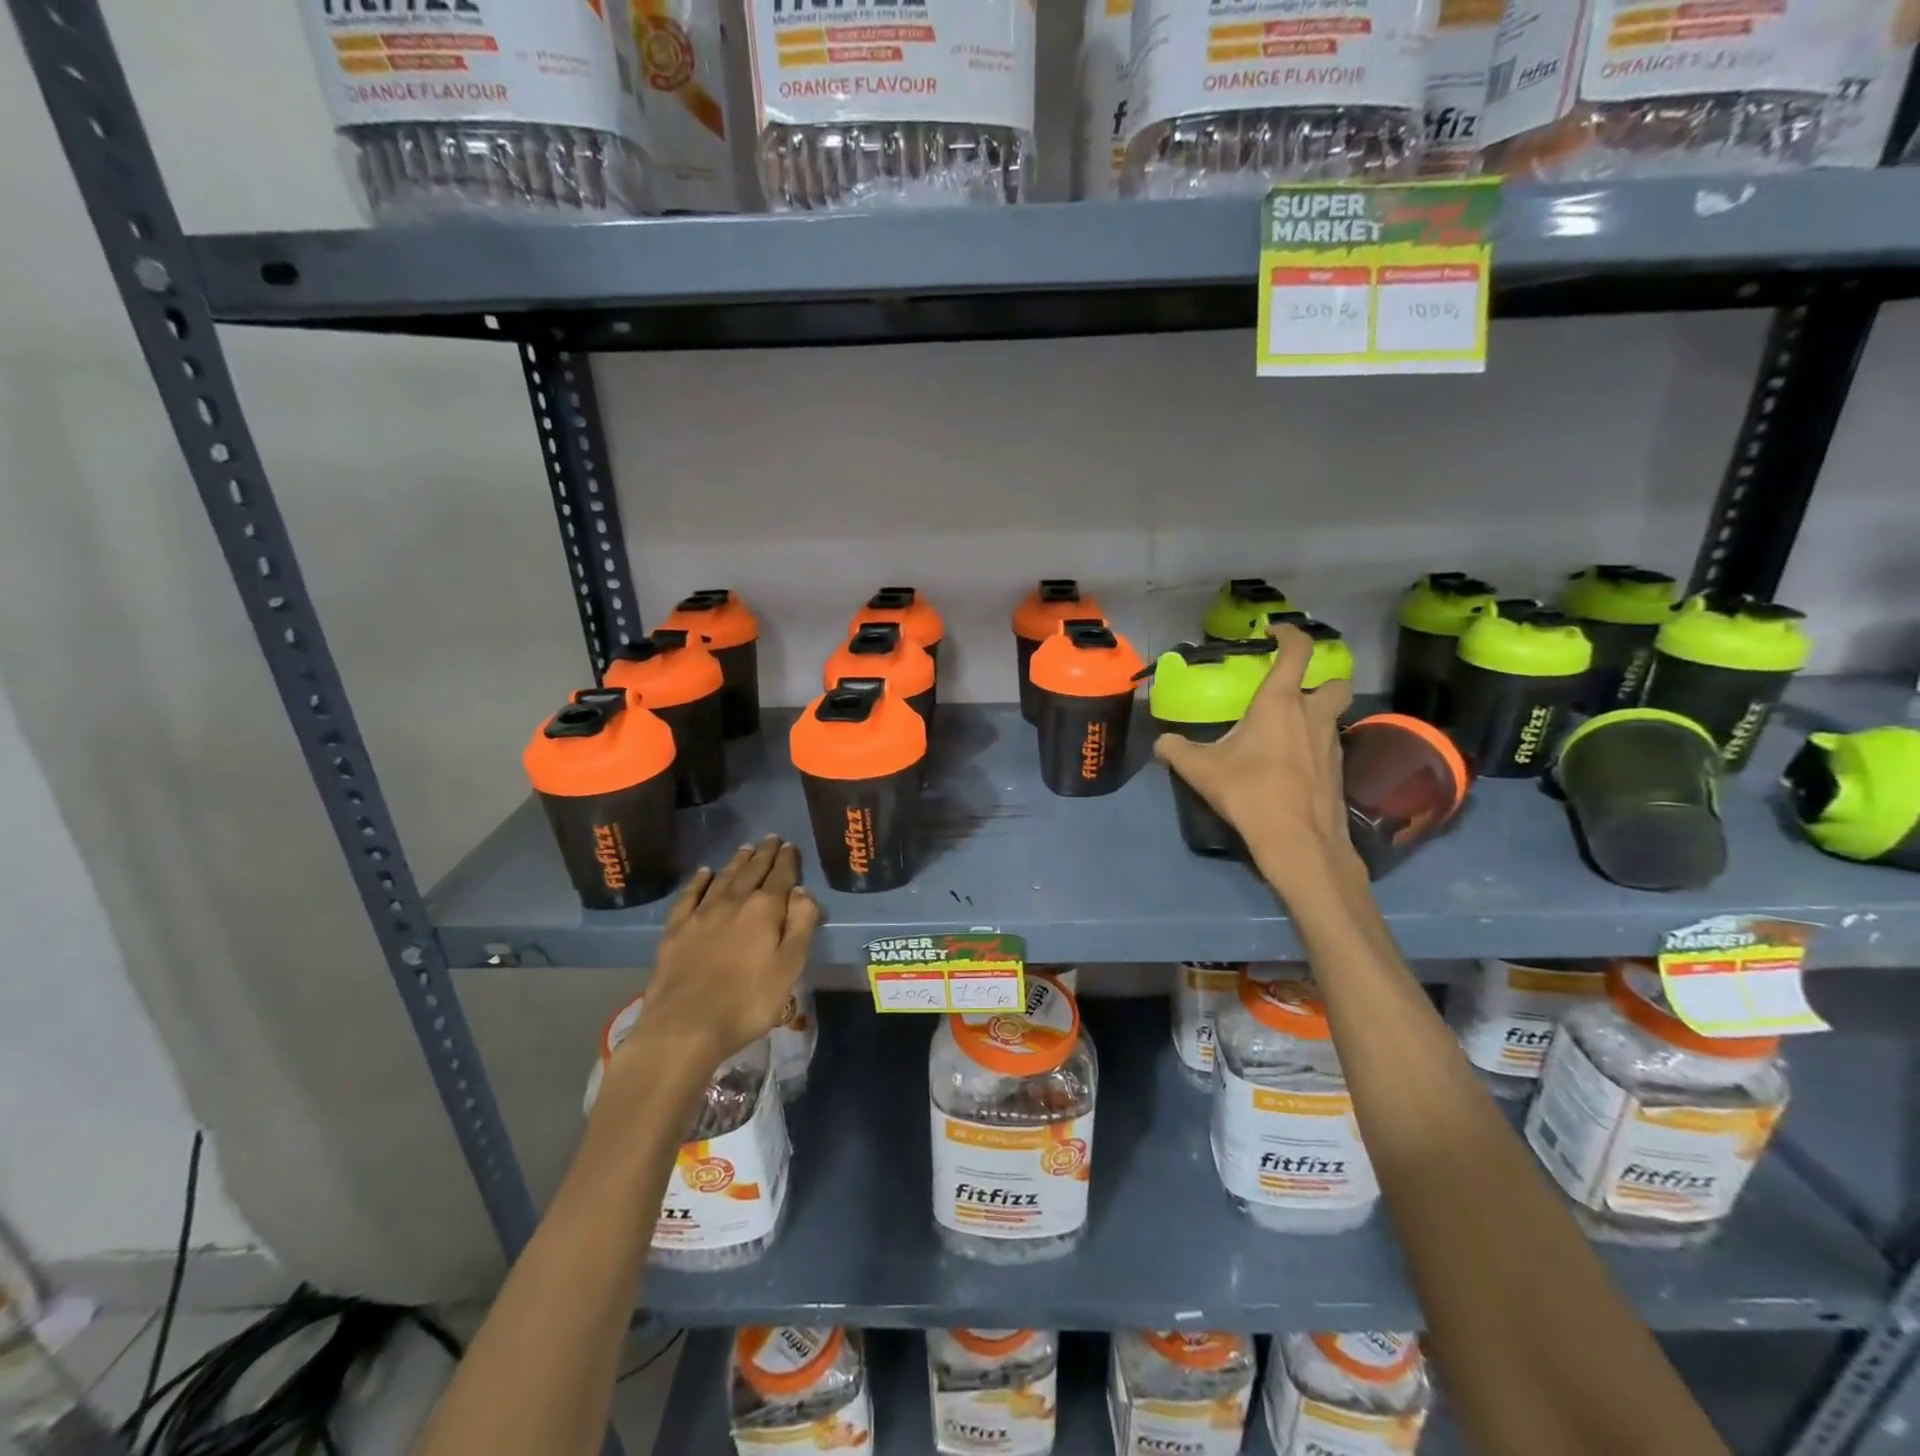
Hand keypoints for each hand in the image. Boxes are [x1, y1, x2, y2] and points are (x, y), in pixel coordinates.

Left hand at [607, 837, 820, 1096]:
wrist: (684, 1026)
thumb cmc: (748, 1001)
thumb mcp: (790, 966)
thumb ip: (801, 924)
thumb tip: (802, 891)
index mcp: (765, 910)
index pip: (781, 877)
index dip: (787, 860)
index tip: (790, 846)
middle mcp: (733, 902)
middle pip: (752, 872)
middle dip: (764, 854)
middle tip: (771, 838)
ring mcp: (701, 914)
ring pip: (723, 878)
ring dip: (737, 862)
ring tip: (746, 848)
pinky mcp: (676, 930)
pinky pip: (690, 896)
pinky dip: (699, 881)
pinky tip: (704, 873)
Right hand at [1153, 625, 1362, 892]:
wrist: (1298, 840)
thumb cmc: (1250, 791)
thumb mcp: (1201, 770)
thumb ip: (1175, 750)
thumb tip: (1160, 742)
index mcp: (1281, 703)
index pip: (1297, 651)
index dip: (1289, 634)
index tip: (1275, 632)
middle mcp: (1313, 714)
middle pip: (1335, 682)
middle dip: (1320, 680)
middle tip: (1293, 693)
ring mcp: (1332, 742)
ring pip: (1333, 716)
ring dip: (1315, 716)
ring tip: (1285, 733)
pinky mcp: (1339, 770)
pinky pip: (1329, 746)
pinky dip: (1314, 747)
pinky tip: (1291, 766)